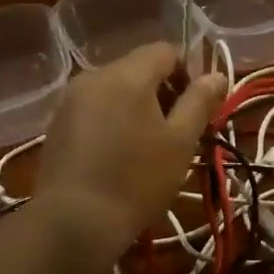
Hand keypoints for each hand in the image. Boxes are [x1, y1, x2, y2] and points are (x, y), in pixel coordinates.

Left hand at [35, 43, 226, 258]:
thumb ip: (199, 102)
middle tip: (177, 134)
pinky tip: (118, 157)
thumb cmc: (137, 180)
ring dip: (137, 108)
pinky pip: (94, 109)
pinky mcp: (57, 125)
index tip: (196, 110)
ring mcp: (70, 100)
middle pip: (138, 69)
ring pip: (115, 90)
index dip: (188, 73)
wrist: (73, 222)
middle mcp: (94, 76)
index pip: (165, 51)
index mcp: (127, 74)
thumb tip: (216, 76)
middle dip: (163, 93)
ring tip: (148, 149)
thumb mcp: (180, 142)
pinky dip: (112, 121)